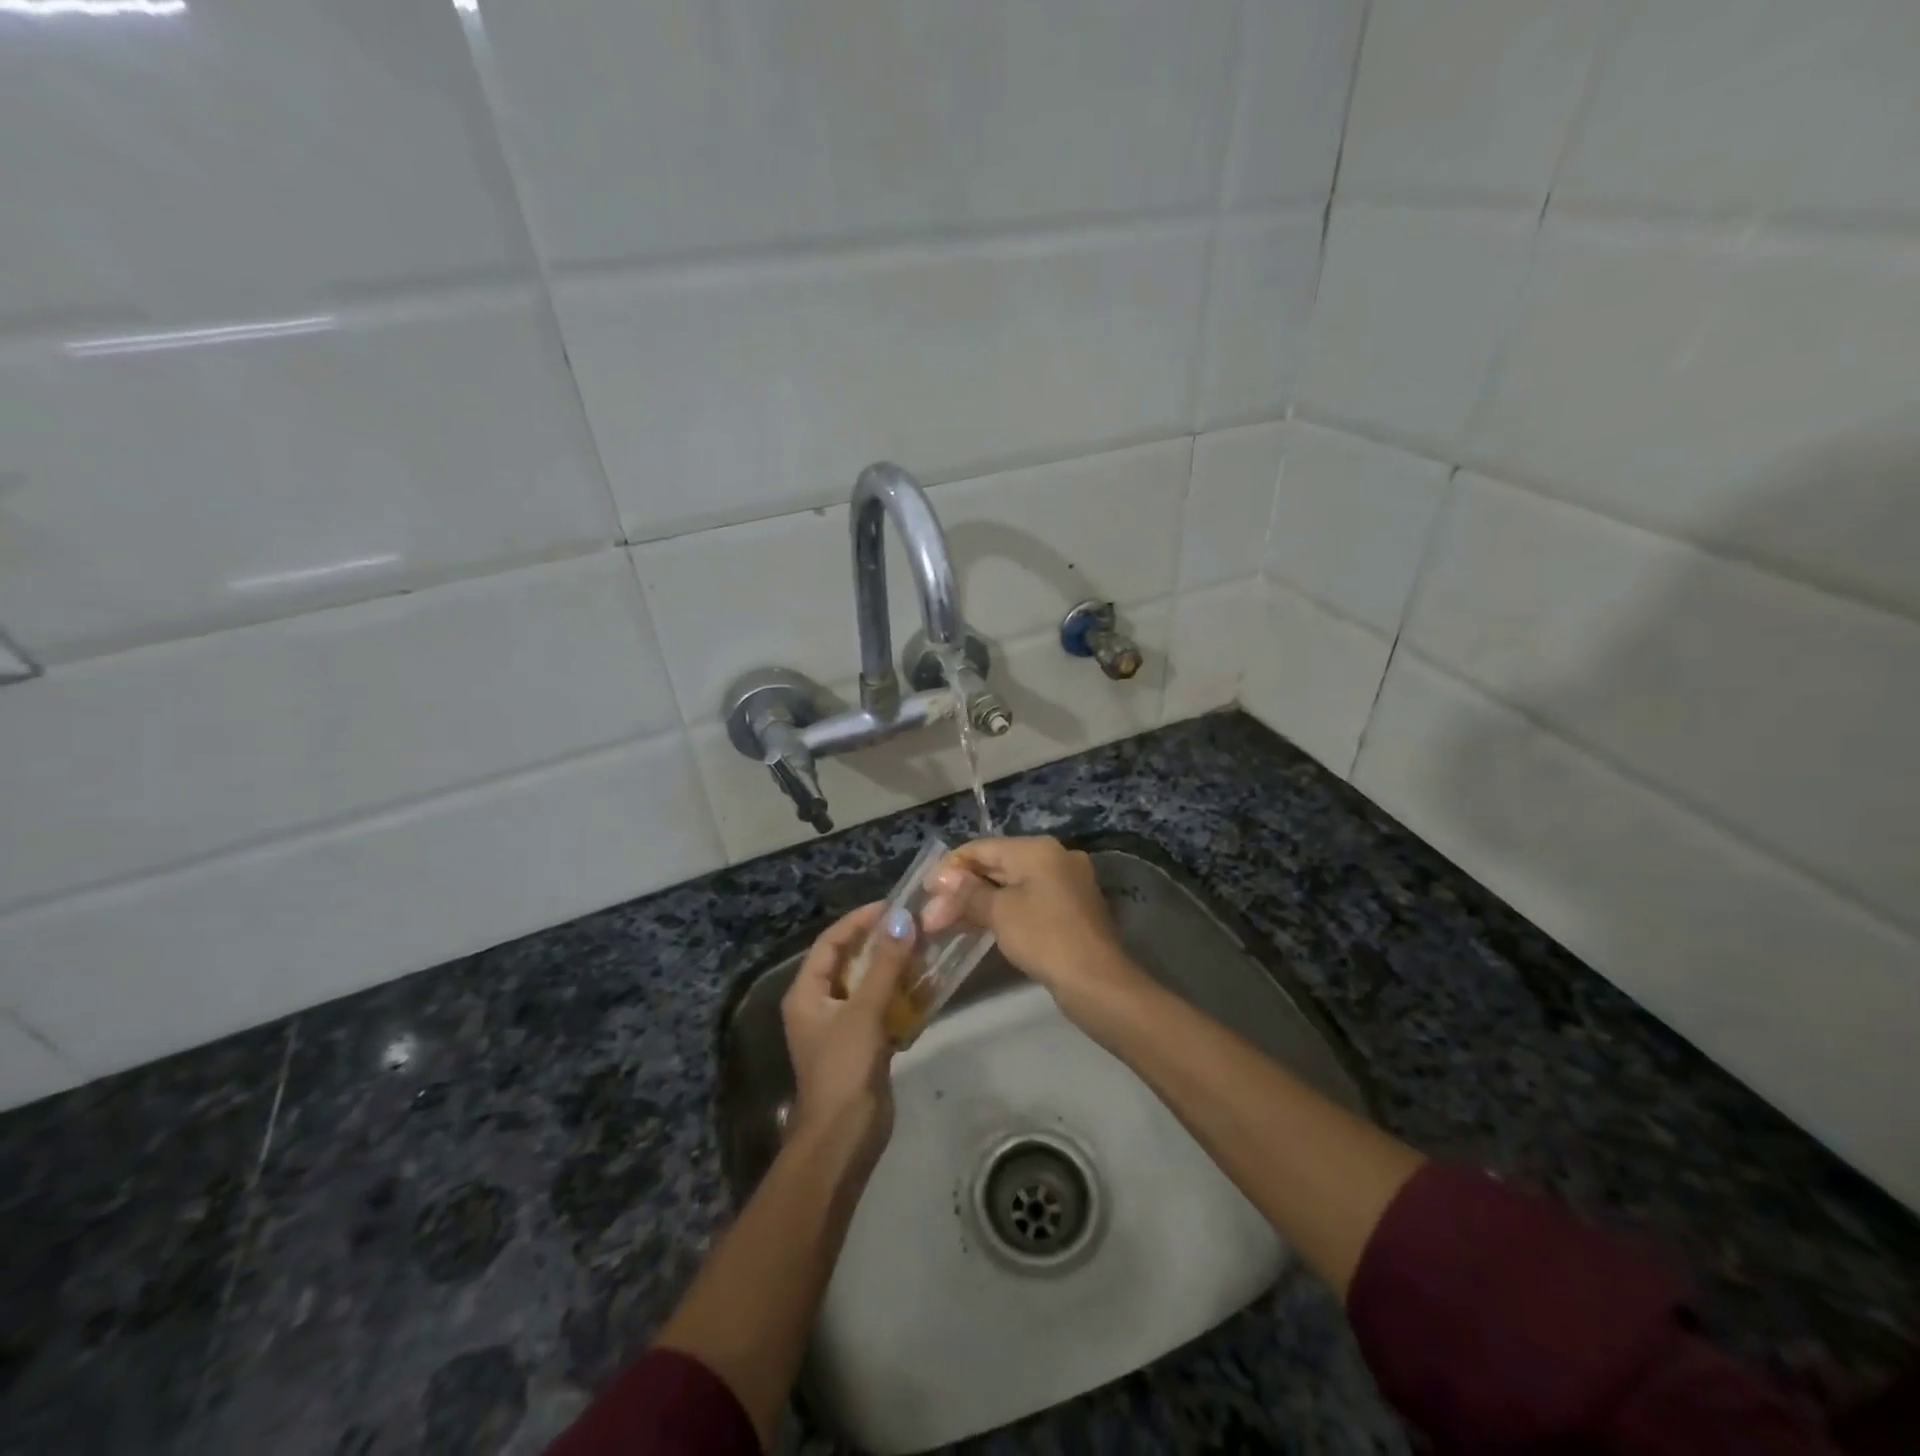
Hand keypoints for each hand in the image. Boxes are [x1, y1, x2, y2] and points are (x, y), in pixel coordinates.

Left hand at [780, 902, 916, 1164]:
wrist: (845, 1136)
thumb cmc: (844, 1067)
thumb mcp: (864, 1011)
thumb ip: (884, 965)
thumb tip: (902, 920)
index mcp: (807, 993)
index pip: (830, 942)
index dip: (858, 921)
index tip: (891, 906)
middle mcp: (820, 1004)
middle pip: (850, 961)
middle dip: (880, 943)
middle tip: (914, 926)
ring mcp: (841, 1025)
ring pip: (869, 984)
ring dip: (894, 968)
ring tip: (925, 950)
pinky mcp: (862, 1044)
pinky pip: (881, 1008)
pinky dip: (901, 996)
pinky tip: (927, 987)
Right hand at [920, 836, 1142, 1016]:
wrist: (1097, 982)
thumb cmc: (1044, 937)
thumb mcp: (1000, 913)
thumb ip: (968, 893)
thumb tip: (942, 879)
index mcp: (1038, 849)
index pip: (982, 848)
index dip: (950, 868)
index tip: (925, 892)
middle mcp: (1055, 857)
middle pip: (997, 865)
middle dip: (962, 889)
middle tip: (932, 914)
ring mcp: (1066, 883)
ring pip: (1011, 885)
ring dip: (979, 902)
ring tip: (947, 923)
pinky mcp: (1070, 909)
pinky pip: (1027, 901)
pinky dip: (1002, 911)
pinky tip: (980, 927)